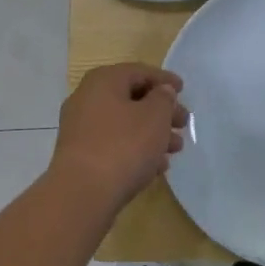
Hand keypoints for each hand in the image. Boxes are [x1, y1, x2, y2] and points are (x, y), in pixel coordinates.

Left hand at [49, 63, 189, 209]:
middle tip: (183, 123)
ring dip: (152, 133)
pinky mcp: (81, 156)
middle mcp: (87, 99)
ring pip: (124, 124)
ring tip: (175, 148)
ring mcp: (80, 129)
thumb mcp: (155, 116)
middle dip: (161, 111)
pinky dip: (136, 150)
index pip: (139, 71)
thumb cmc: (124, 145)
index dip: (164, 79)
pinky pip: (114, 145)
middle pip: (131, 98)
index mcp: (103, 81)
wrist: (82, 194)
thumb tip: (161, 92)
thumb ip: (164, 98)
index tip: (183, 90)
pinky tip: (157, 167)